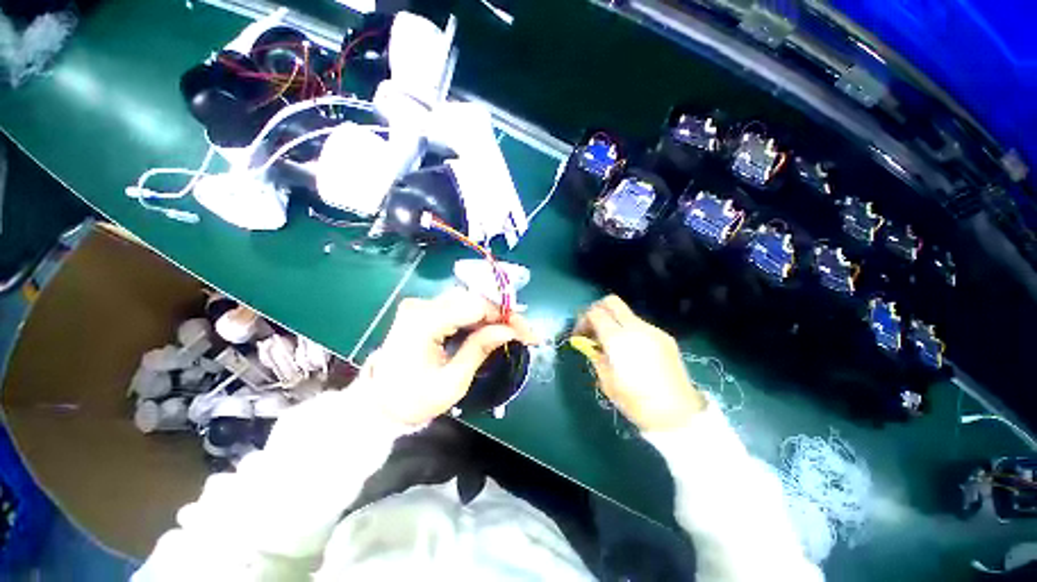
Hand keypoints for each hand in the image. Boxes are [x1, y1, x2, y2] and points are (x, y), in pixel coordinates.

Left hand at [364, 289, 536, 425]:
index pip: (475, 306)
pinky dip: (479, 316)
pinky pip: (459, 307)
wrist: (380, 402)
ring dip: (493, 314)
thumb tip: (509, 330)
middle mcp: (421, 306)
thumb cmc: (414, 399)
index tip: (527, 332)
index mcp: (424, 322)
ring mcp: (421, 306)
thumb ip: (480, 349)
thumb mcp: (452, 382)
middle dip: (502, 314)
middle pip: (473, 299)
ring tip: (513, 331)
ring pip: (468, 300)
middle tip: (525, 333)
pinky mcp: (424, 311)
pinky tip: (493, 327)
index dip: (505, 316)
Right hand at [575, 295, 705, 430]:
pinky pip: (640, 325)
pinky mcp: (665, 337)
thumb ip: (595, 356)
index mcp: (618, 339)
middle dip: (597, 309)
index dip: (583, 319)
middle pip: (612, 301)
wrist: (679, 414)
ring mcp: (653, 330)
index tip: (580, 334)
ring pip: (627, 313)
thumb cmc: (637, 402)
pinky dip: (629, 330)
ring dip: (614, 321)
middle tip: (593, 328)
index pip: (595, 313)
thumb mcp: (607, 382)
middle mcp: (636, 328)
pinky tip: (631, 350)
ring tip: (611, 343)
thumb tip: (589, 344)